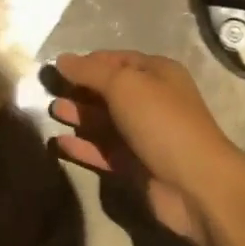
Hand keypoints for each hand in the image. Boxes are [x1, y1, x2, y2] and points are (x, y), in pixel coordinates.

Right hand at [49, 51, 244, 245]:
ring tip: (52, 113)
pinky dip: (82, 146)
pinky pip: (103, 151)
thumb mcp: (124, 85)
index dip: (87, 62)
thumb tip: (61, 60)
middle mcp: (151, 101)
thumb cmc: (161, 122)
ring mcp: (143, 136)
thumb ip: (90, 72)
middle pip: (108, 91)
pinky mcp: (136, 167)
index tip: (57, 68)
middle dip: (80, 90)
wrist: (196, 185)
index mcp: (156, 74)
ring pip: (104, 121)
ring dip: (79, 116)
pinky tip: (59, 143)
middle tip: (48, 91)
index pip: (115, 60)